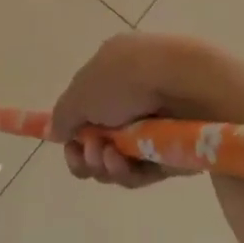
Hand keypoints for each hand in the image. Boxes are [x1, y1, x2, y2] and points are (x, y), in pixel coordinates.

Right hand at [50, 34, 211, 188]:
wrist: (184, 85)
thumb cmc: (126, 79)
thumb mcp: (81, 91)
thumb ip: (64, 114)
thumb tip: (58, 131)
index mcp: (113, 71)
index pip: (86, 105)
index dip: (72, 127)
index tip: (65, 141)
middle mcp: (132, 97)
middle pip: (99, 138)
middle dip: (86, 153)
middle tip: (87, 153)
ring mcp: (153, 126)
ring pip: (117, 159)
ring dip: (103, 164)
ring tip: (107, 156)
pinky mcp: (171, 153)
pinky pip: (141, 171)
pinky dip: (126, 171)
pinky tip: (121, 163)